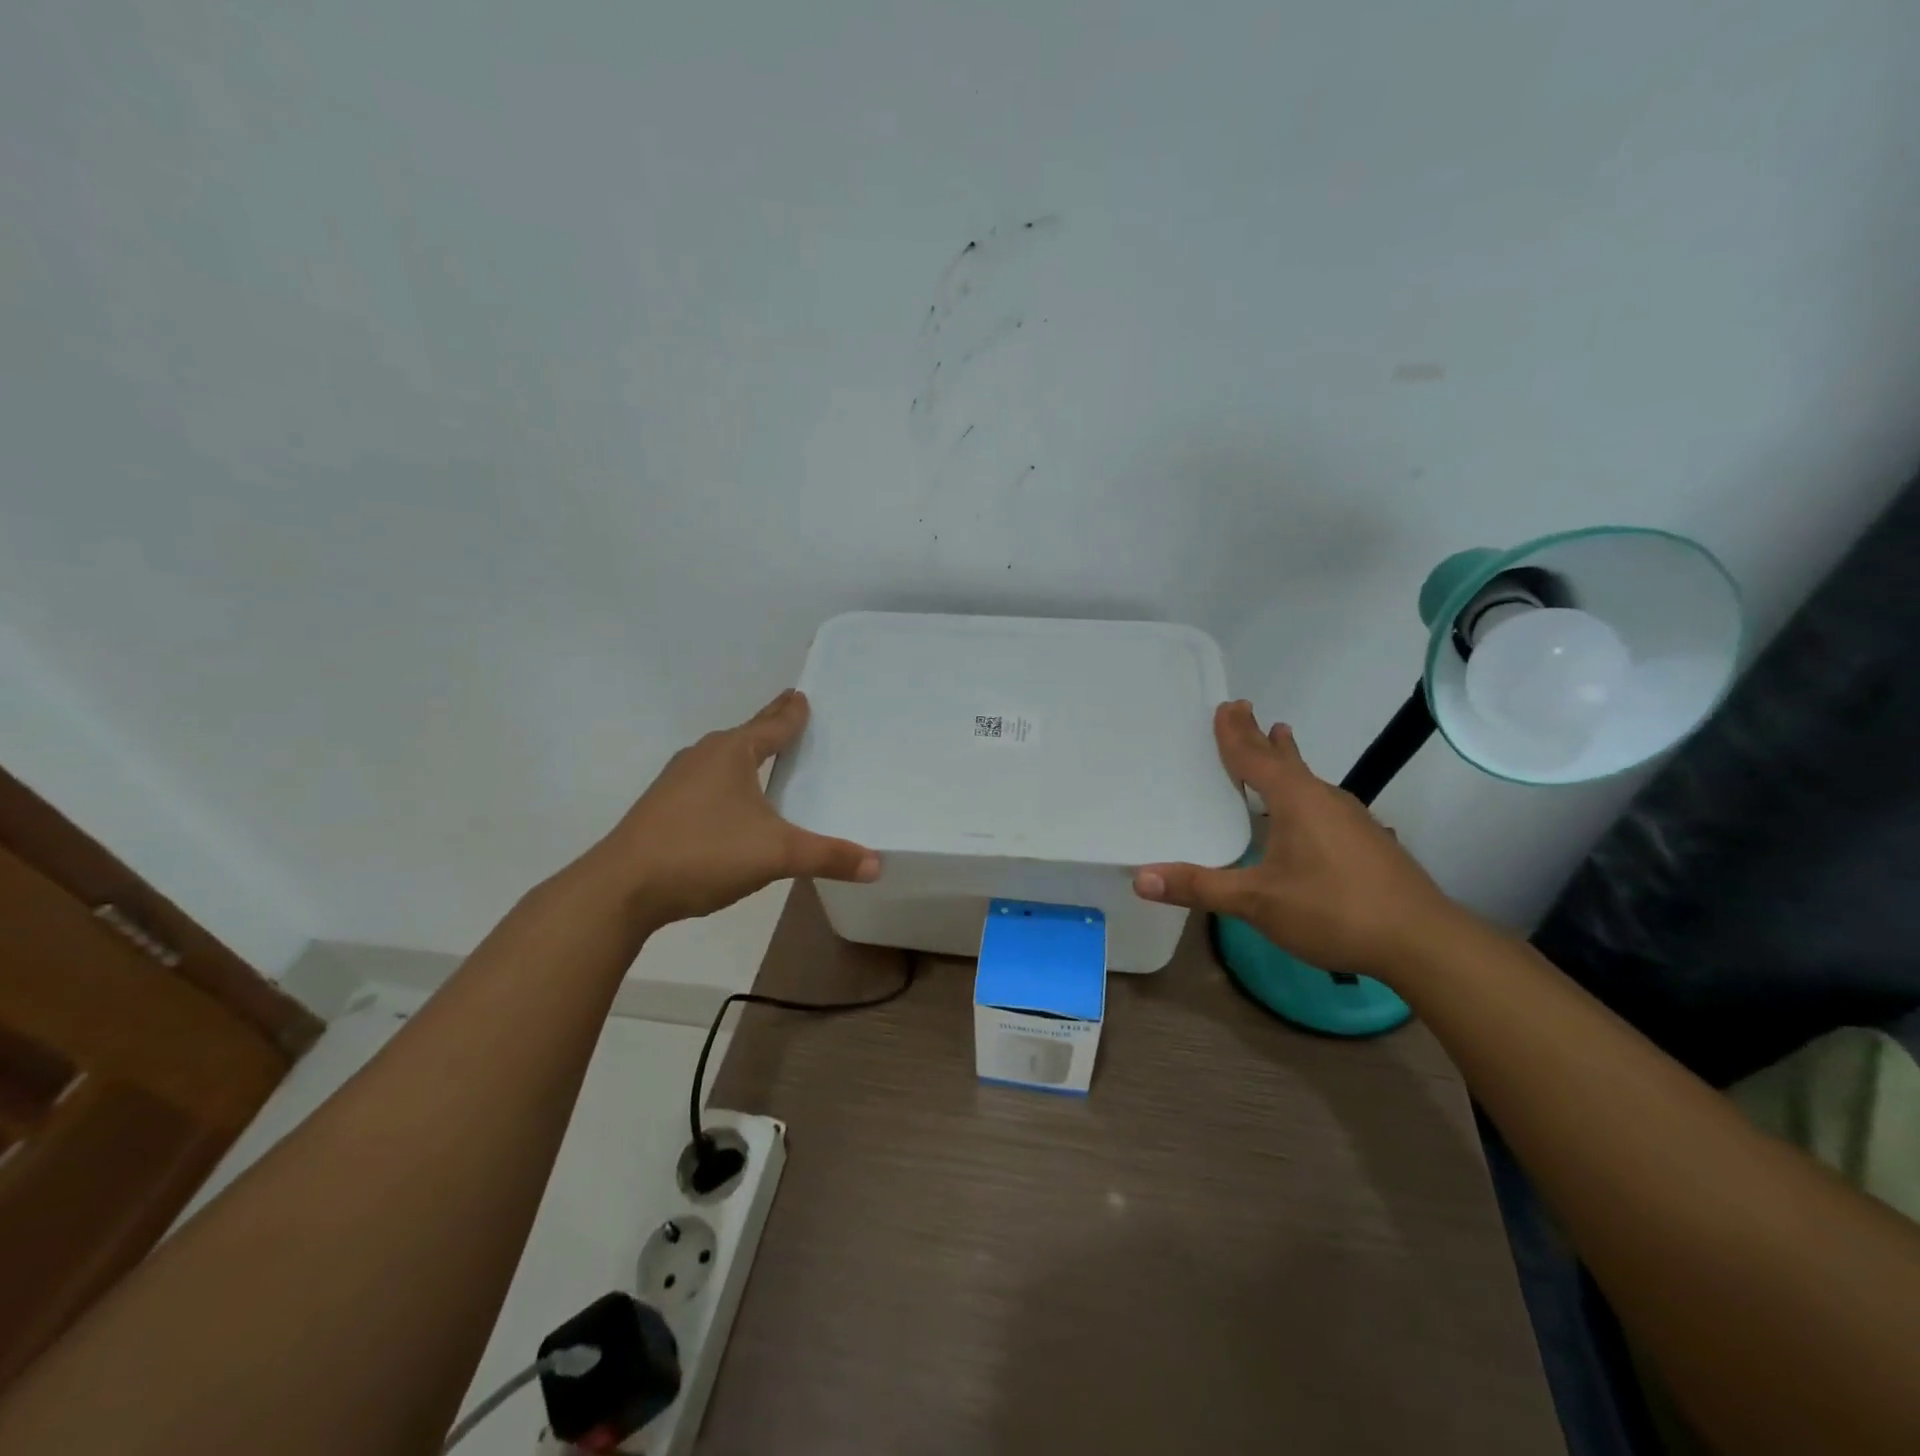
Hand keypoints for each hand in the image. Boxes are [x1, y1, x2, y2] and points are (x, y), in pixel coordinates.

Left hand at [585, 689, 879, 925]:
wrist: (621, 888)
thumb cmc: (703, 853)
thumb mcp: (776, 854)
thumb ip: (827, 856)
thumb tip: (877, 864)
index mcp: (731, 753)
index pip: (772, 725)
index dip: (791, 712)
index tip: (801, 694)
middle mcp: (703, 757)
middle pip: (746, 734)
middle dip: (769, 724)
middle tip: (790, 710)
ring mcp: (676, 782)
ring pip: (721, 758)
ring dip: (744, 753)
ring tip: (763, 754)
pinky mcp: (661, 808)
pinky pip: (705, 782)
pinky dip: (726, 780)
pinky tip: (729, 802)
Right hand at [1133, 700, 1460, 980]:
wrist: (1422, 941)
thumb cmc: (1334, 911)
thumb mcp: (1257, 902)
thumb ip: (1200, 887)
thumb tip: (1140, 878)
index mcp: (1295, 801)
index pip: (1254, 757)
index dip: (1234, 734)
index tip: (1225, 706)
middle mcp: (1323, 799)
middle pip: (1284, 759)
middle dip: (1260, 736)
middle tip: (1245, 710)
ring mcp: (1350, 818)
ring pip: (1307, 779)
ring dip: (1286, 759)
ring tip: (1279, 741)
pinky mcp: (1365, 840)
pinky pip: (1321, 800)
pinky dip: (1301, 789)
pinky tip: (1305, 810)